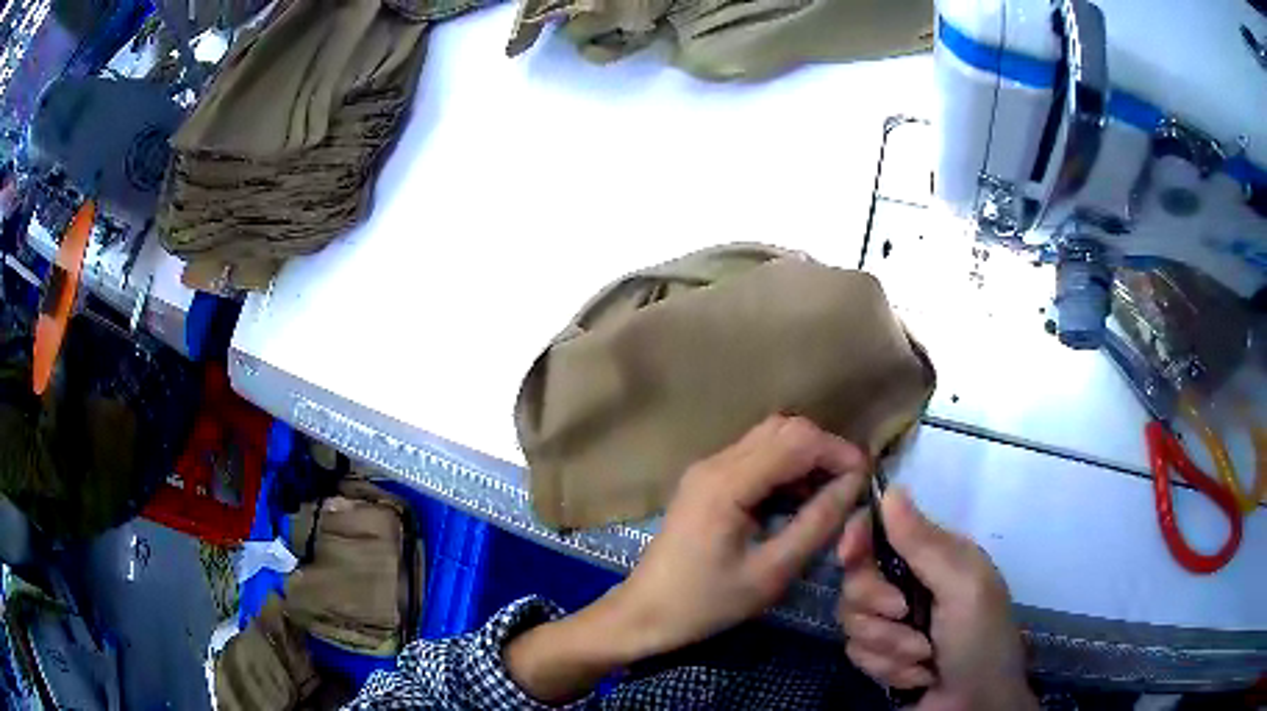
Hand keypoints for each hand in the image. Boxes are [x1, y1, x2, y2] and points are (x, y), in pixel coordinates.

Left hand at [506, 416, 867, 702]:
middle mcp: (716, 463)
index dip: (838, 452)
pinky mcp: (706, 482)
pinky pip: (755, 459)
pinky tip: (800, 500)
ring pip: (770, 439)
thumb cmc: (706, 603)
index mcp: (728, 483)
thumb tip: (854, 485)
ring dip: (805, 459)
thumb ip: (816, 524)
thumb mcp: (771, 572)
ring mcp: (707, 470)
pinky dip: (785, 470)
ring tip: (831, 495)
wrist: (645, 614)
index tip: (867, 479)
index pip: (797, 440)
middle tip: (850, 487)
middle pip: (784, 429)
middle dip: (824, 451)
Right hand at [837, 488, 1036, 710]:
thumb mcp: (964, 586)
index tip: (848, 555)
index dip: (857, 537)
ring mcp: (892, 624)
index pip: (881, 531)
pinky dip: (887, 668)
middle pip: (856, 580)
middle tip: (905, 615)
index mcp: (933, 557)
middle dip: (876, 606)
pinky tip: (916, 676)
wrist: (976, 706)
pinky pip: (857, 654)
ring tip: (923, 657)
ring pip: (852, 622)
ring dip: (888, 645)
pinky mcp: (880, 657)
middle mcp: (908, 585)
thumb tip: (891, 490)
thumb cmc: (981, 639)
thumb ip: (925, 544)